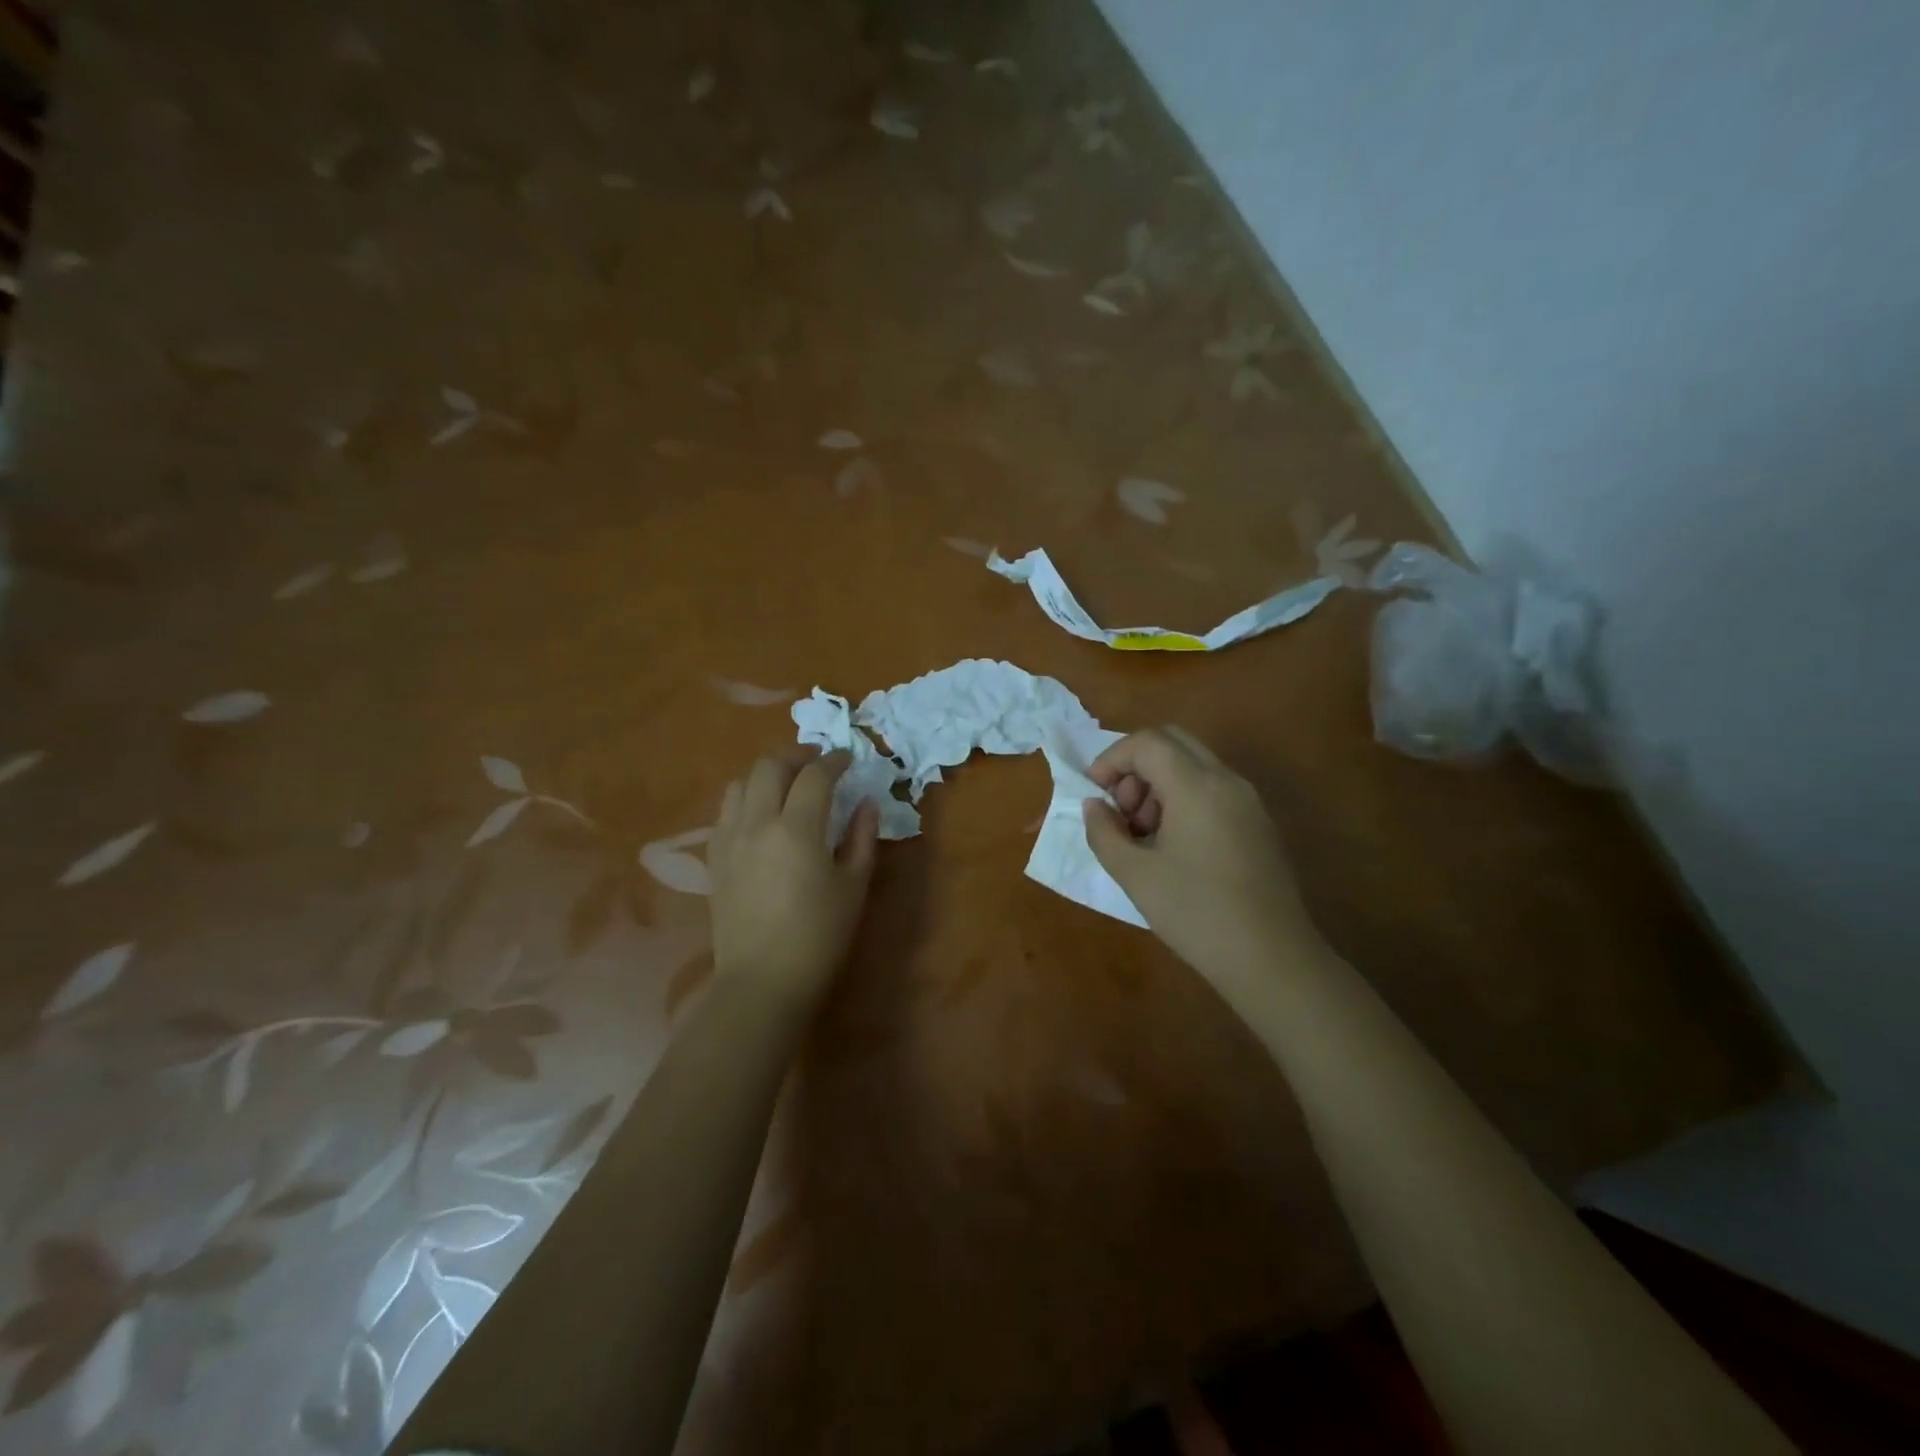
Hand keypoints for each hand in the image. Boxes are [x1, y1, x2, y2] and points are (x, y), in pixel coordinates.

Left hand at [709, 749, 879, 1008]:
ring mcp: (730, 839)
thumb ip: (861, 837)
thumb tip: (866, 803)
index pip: (815, 775)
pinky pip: (725, 811)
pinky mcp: (715, 858)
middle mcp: (758, 823)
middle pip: (770, 766)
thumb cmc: (819, 937)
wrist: (763, 981)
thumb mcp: (853, 886)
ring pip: (741, 783)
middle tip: (817, 765)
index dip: (835, 760)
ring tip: (787, 786)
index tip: (848, 759)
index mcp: (798, 829)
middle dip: (796, 756)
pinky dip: (746, 800)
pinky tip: (761, 817)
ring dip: (767, 775)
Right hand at [1083, 727, 1324, 996]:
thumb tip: (1095, 806)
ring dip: (1159, 784)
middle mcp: (1227, 781)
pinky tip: (1174, 848)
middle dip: (1136, 766)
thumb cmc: (1196, 913)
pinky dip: (1183, 799)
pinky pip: (1213, 790)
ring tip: (1144, 836)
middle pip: (1173, 742)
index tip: (1096, 794)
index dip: (1112, 759)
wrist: (1272, 960)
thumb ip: (1104, 832)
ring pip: (1194, 765)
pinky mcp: (1259, 824)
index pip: (1147, 742)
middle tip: (1122, 811)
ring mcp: (1248, 801)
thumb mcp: (1134, 874)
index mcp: (1197, 785)